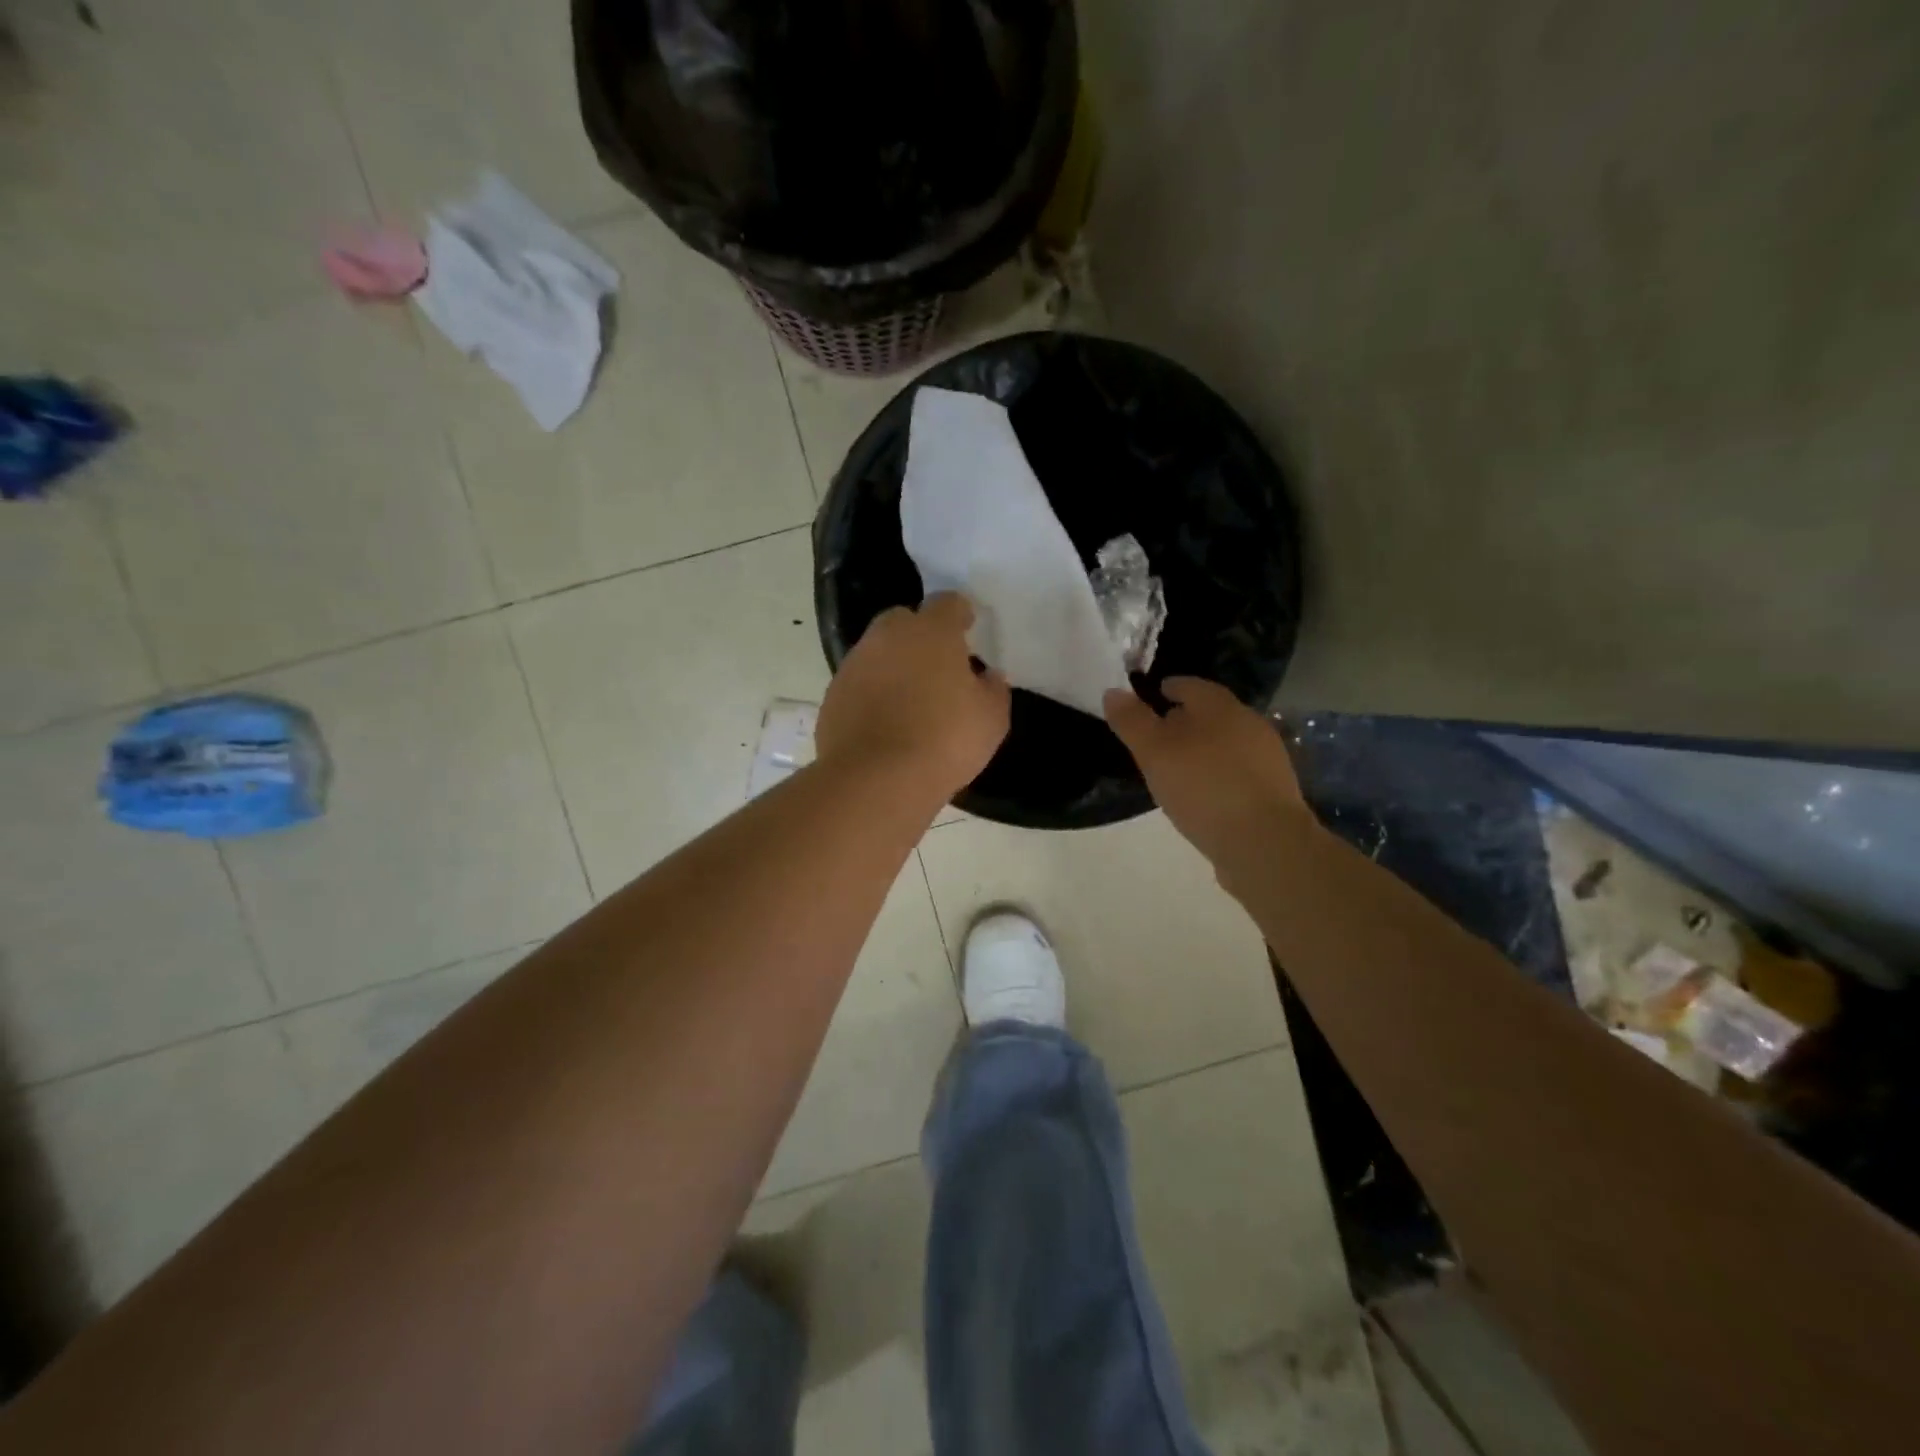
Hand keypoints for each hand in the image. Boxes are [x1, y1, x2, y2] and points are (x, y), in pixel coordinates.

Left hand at [818, 594, 1010, 801]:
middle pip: (905, 621)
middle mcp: (888, 637)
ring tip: (911, 699)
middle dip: (921, 636)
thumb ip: (993, 689)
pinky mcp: (833, 696)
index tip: (968, 630)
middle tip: (938, 666)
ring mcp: (854, 664)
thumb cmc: (945, 740)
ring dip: (894, 665)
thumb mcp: (991, 718)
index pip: (948, 603)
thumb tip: (987, 677)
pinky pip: (860, 684)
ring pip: (878, 652)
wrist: (877, 779)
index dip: (960, 615)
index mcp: (931, 631)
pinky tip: (886, 723)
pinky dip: (873, 694)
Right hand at [1104, 677, 1311, 865]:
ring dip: (1203, 748)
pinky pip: (1238, 770)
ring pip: (1226, 742)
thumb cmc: (1203, 787)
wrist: (1264, 842)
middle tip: (1158, 735)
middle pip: (1211, 713)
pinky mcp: (1275, 790)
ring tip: (1178, 766)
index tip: (1150, 697)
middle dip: (1185, 719)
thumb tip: (1112, 691)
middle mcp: (1249, 723)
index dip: (1168, 688)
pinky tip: (1204, 792)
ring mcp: (1267, 757)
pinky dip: (1218, 773)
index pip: (1191, 685)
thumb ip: (1132, 721)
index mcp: (1220, 706)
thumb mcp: (1154, 753)